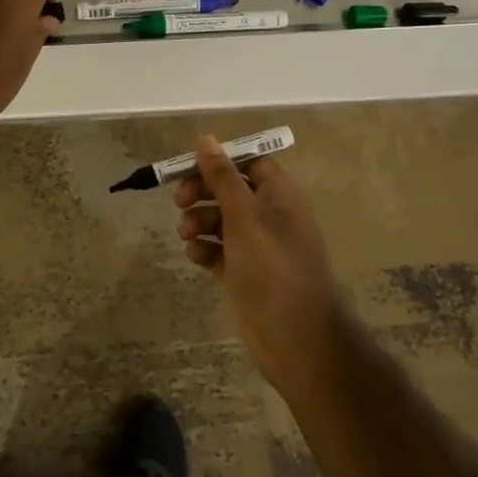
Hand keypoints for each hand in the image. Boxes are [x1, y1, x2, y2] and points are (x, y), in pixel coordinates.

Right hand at [176, 137, 349, 386]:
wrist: (297, 339)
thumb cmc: (273, 266)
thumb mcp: (244, 214)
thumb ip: (221, 176)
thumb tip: (204, 137)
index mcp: (280, 194)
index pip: (249, 162)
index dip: (220, 161)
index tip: (189, 166)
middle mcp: (270, 215)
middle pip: (229, 189)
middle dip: (203, 192)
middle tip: (180, 201)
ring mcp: (257, 246)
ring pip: (220, 220)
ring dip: (199, 221)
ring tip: (187, 234)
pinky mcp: (244, 273)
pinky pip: (218, 250)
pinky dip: (204, 249)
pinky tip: (196, 256)